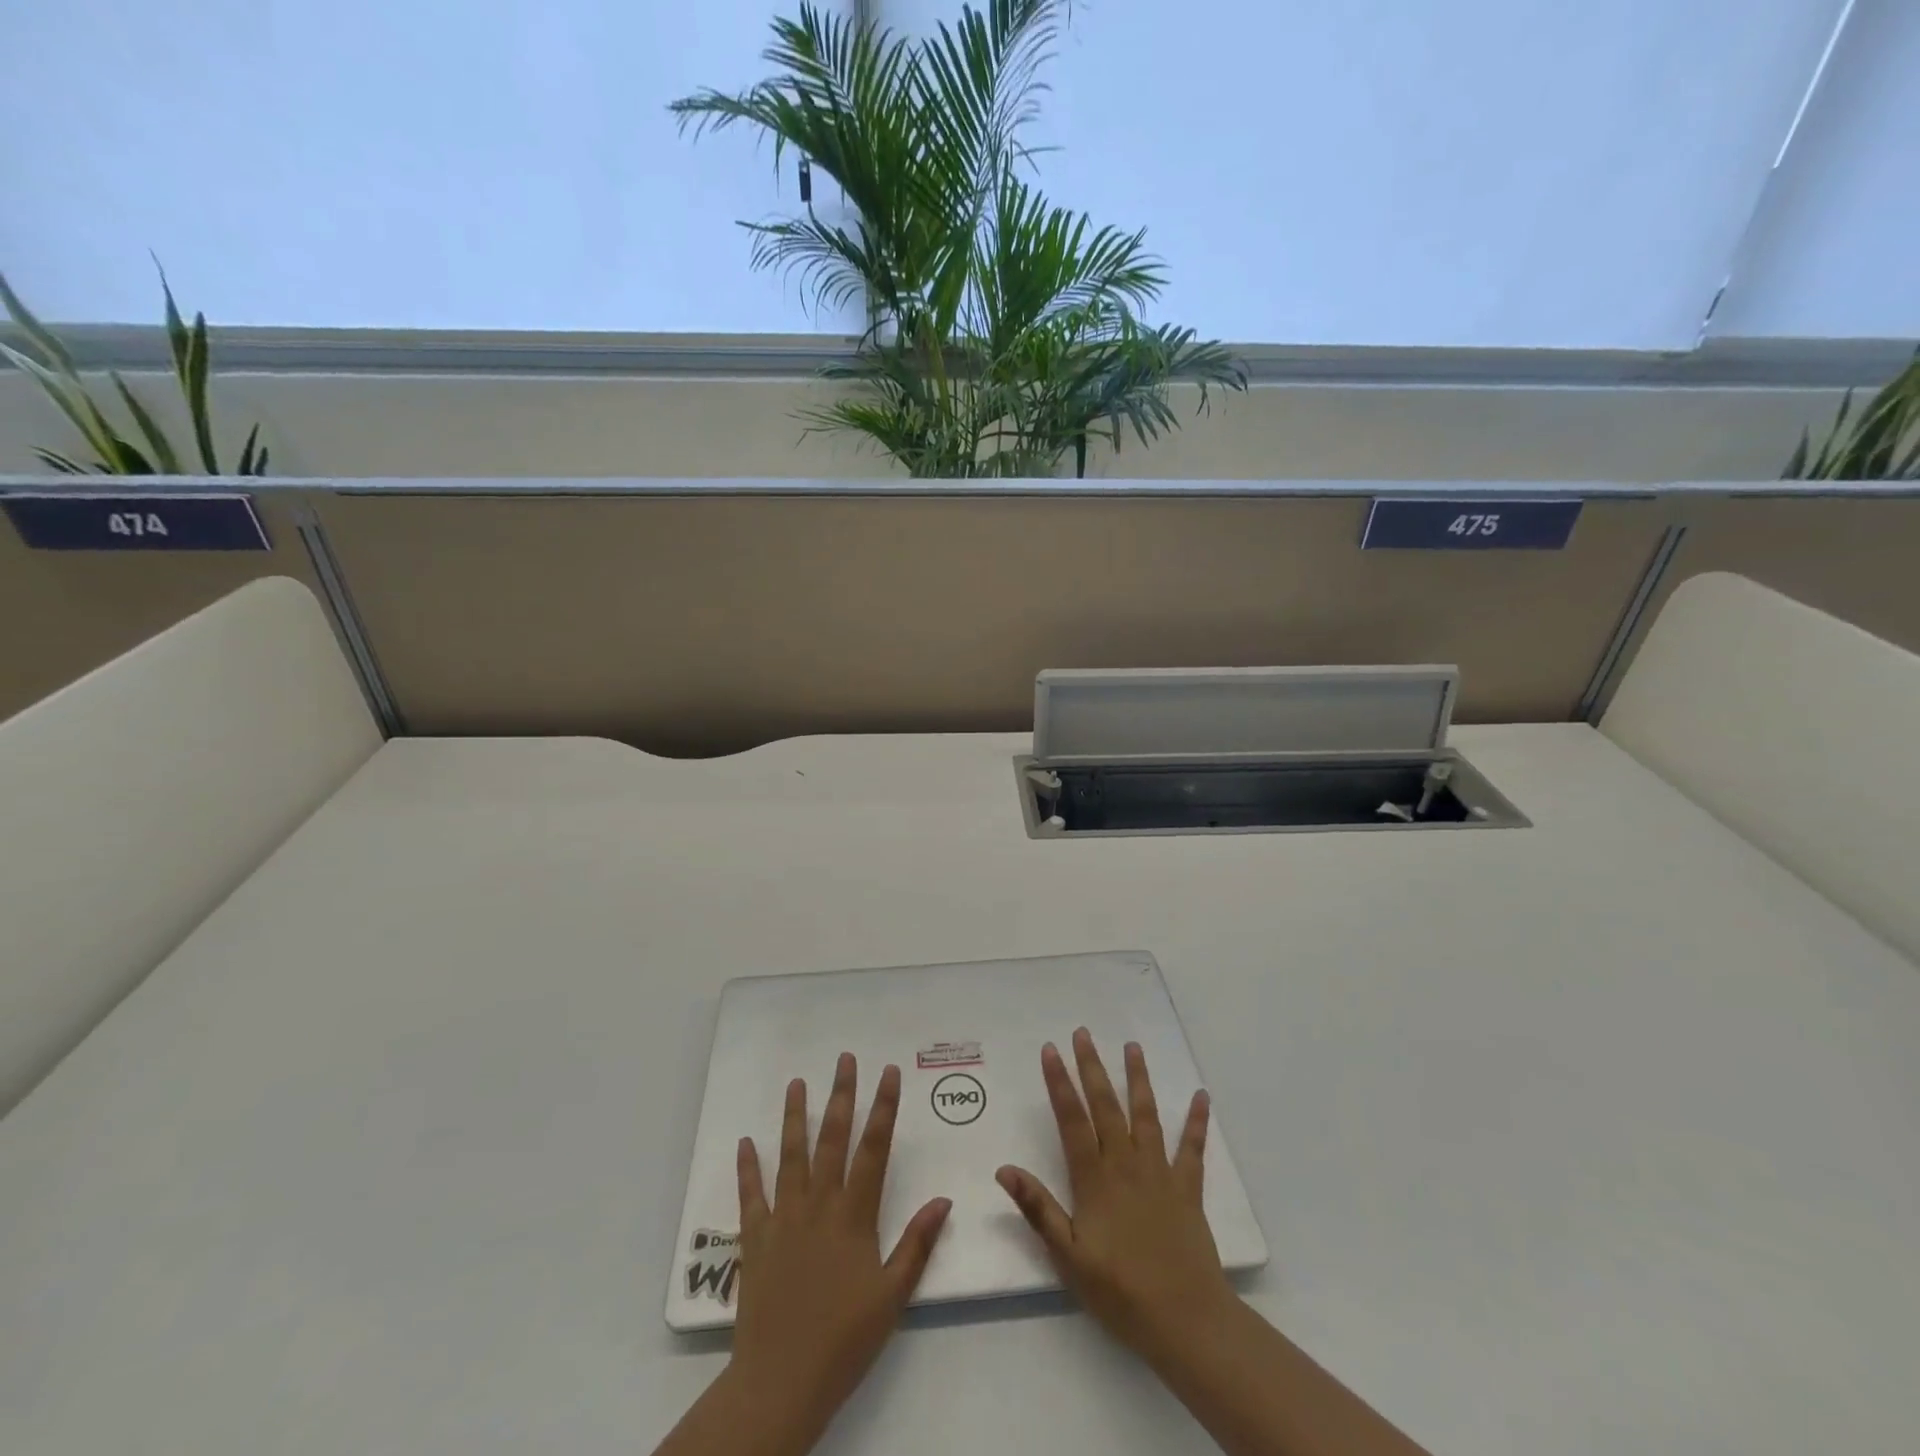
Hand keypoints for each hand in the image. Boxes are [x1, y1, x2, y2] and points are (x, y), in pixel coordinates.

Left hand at [728, 1054, 951, 1446]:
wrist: (781, 1381)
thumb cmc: (844, 1339)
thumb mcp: (892, 1296)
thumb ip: (917, 1244)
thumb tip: (943, 1199)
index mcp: (854, 1215)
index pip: (874, 1149)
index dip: (884, 1108)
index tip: (889, 1073)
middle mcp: (819, 1204)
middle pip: (832, 1139)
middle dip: (841, 1095)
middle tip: (844, 1059)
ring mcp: (784, 1217)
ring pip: (791, 1155)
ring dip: (794, 1116)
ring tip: (796, 1083)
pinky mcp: (755, 1238)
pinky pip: (751, 1194)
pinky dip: (747, 1167)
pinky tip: (745, 1142)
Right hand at [996, 1029, 1234, 1368]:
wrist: (1185, 1319)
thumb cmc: (1120, 1291)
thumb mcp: (1068, 1256)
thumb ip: (1038, 1209)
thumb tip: (1004, 1169)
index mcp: (1095, 1178)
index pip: (1072, 1119)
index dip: (1060, 1082)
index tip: (1051, 1050)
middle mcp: (1126, 1164)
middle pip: (1106, 1106)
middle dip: (1092, 1067)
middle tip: (1084, 1033)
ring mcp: (1160, 1172)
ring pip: (1146, 1115)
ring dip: (1137, 1078)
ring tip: (1132, 1046)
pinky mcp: (1187, 1187)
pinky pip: (1193, 1147)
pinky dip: (1197, 1121)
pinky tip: (1201, 1096)